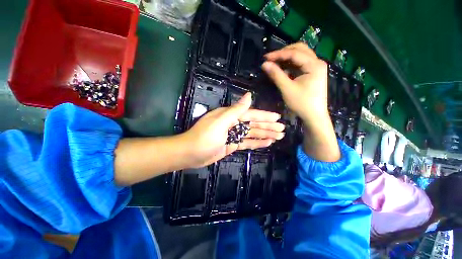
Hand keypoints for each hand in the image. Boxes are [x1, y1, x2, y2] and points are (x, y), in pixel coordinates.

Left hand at [182, 93, 284, 167]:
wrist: (191, 153)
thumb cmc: (205, 137)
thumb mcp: (220, 122)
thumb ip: (236, 110)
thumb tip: (249, 96)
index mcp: (230, 116)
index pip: (251, 114)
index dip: (264, 116)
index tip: (277, 118)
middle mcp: (233, 123)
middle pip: (254, 124)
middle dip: (268, 126)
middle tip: (282, 129)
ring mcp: (233, 135)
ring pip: (252, 134)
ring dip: (265, 134)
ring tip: (278, 136)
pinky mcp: (233, 144)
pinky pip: (247, 142)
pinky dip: (257, 143)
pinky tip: (266, 143)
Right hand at [262, 42, 328, 123]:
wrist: (314, 116)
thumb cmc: (301, 103)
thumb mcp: (287, 89)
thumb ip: (276, 75)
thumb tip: (264, 64)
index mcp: (314, 65)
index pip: (294, 53)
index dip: (278, 54)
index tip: (265, 57)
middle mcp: (317, 62)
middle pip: (300, 50)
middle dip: (284, 53)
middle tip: (271, 59)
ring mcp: (316, 67)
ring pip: (300, 56)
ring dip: (287, 58)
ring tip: (274, 63)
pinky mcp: (313, 73)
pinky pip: (301, 64)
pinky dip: (291, 65)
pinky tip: (282, 69)